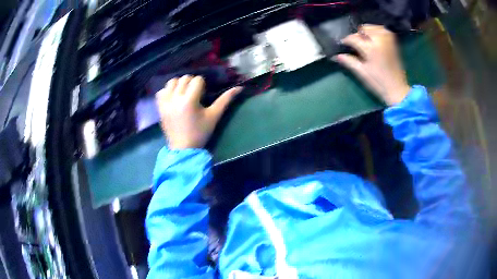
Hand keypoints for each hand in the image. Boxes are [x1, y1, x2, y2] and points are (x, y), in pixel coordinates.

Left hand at [156, 75, 242, 149]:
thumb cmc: (200, 133)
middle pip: (184, 78)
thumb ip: (225, 100)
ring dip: (179, 85)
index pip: (197, 80)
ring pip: (171, 82)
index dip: (202, 85)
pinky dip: (168, 91)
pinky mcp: (159, 107)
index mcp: (189, 100)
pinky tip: (173, 98)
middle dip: (191, 83)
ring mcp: (165, 103)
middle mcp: (175, 99)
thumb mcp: (214, 116)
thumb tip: (239, 88)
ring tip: (183, 94)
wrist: (183, 148)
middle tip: (195, 94)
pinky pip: (161, 91)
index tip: (203, 95)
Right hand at [334, 25, 410, 105]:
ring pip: (373, 27)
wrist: (397, 89)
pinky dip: (377, 31)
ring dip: (367, 32)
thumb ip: (349, 61)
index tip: (343, 44)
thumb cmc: (379, 83)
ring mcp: (388, 40)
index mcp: (371, 49)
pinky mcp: (393, 42)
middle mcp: (380, 40)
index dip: (346, 40)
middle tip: (356, 44)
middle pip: (363, 29)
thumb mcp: (362, 73)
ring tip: (365, 41)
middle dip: (358, 35)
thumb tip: (337, 56)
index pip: (354, 38)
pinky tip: (374, 39)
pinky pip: (383, 30)